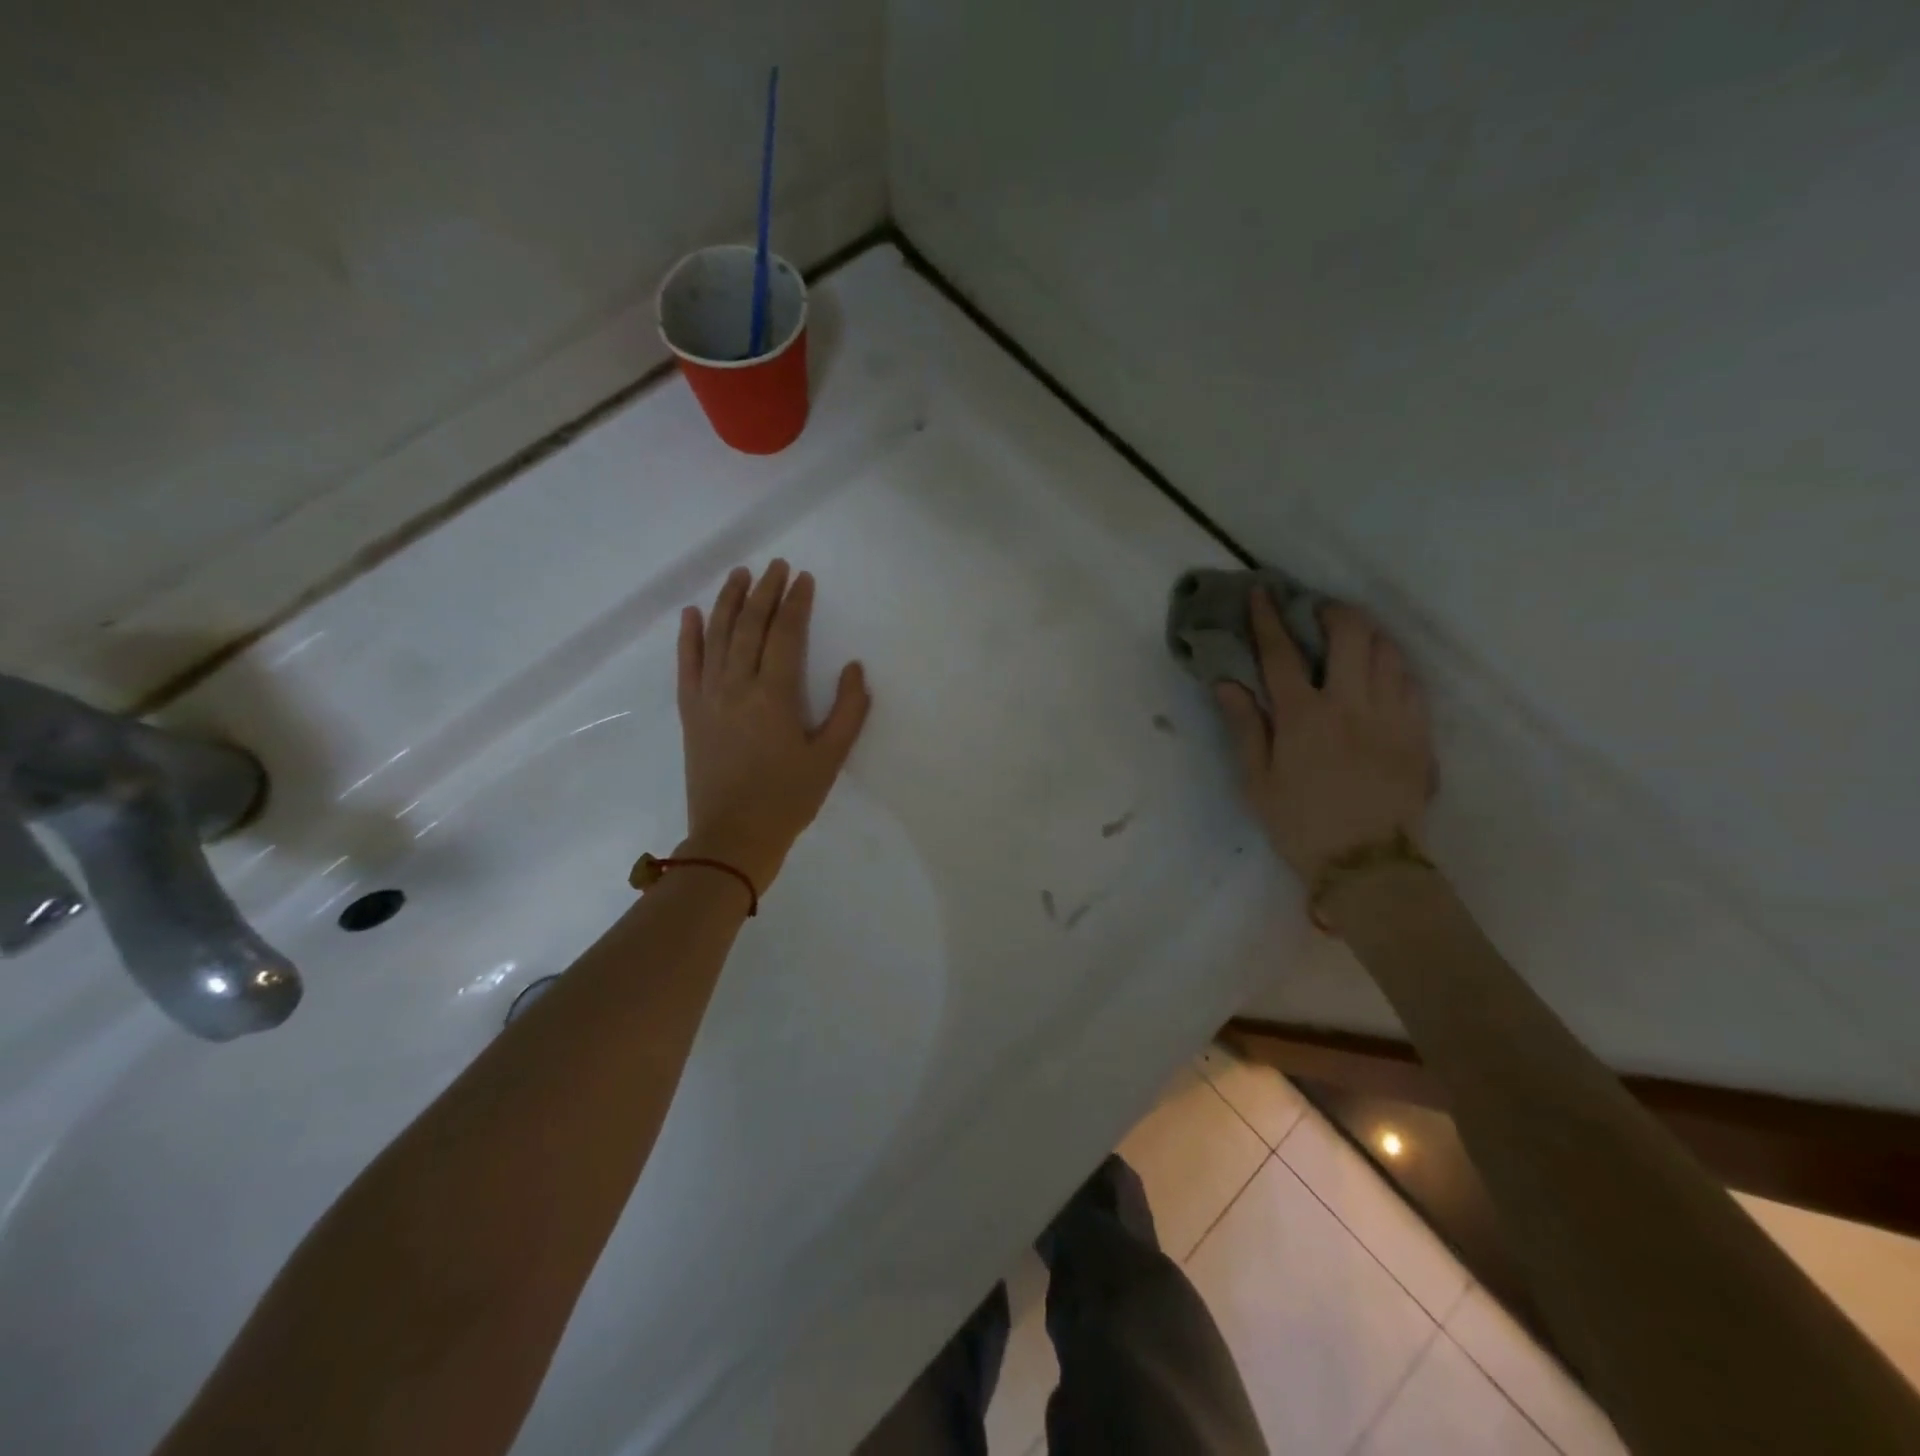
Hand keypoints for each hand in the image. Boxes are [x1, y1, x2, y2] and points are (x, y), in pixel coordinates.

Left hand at [676, 561, 869, 892]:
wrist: (732, 838)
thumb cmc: (788, 799)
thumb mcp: (830, 759)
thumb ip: (847, 711)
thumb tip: (854, 669)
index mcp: (775, 695)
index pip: (785, 634)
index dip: (795, 602)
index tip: (803, 578)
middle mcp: (737, 685)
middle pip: (750, 626)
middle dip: (765, 591)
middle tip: (776, 566)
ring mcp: (708, 697)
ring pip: (717, 636)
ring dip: (729, 602)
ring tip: (740, 575)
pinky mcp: (690, 712)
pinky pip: (686, 665)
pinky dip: (689, 637)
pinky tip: (692, 614)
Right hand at [1213, 592, 1435, 881]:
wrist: (1369, 865)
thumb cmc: (1301, 825)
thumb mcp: (1258, 782)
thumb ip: (1245, 727)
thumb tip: (1228, 682)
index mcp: (1303, 717)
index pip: (1281, 653)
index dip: (1268, 619)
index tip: (1261, 592)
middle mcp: (1350, 704)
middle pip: (1349, 635)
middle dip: (1331, 612)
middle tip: (1316, 612)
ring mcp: (1392, 715)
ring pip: (1387, 650)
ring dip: (1366, 633)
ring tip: (1350, 636)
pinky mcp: (1419, 732)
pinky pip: (1411, 680)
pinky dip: (1393, 664)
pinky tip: (1381, 672)